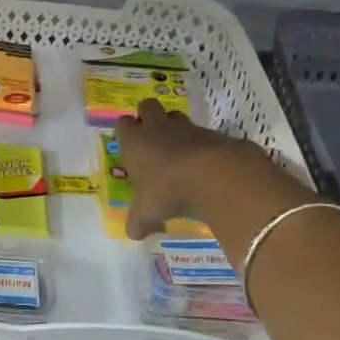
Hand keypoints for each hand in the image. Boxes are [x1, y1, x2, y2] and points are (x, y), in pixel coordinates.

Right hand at [112, 100, 307, 238]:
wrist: (217, 175)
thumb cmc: (169, 189)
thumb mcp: (147, 213)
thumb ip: (138, 222)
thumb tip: (134, 233)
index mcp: (135, 142)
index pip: (122, 124)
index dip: (126, 132)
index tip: (129, 146)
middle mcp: (159, 128)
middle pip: (148, 106)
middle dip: (149, 116)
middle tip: (152, 139)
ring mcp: (189, 128)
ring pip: (178, 117)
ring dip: (177, 129)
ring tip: (180, 152)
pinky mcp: (216, 134)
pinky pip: (206, 134)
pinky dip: (204, 146)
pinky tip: (207, 166)